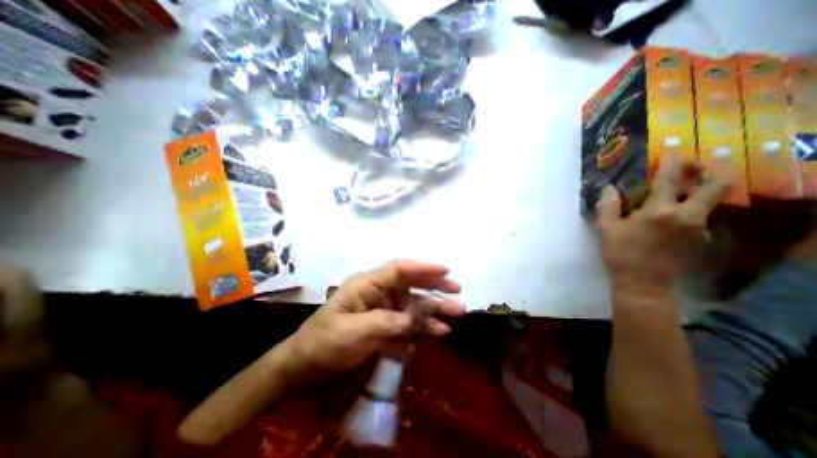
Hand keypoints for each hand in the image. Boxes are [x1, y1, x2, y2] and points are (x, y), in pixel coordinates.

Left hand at [284, 260, 462, 380]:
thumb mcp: (356, 332)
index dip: (423, 268)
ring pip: (412, 304)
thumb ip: (391, 322)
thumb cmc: (325, 343)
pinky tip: (438, 332)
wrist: (305, 366)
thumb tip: (421, 316)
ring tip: (455, 315)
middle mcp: (378, 292)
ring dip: (433, 310)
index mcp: (367, 285)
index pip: (399, 269)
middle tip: (457, 291)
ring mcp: (382, 309)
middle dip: (434, 287)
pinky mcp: (384, 326)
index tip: (446, 270)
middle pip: (411, 284)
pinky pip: (408, 322)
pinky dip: (423, 327)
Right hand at [599, 161, 730, 295]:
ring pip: (710, 200)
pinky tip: (672, 212)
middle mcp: (687, 215)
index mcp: (660, 211)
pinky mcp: (698, 238)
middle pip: (715, 186)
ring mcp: (697, 227)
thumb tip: (609, 188)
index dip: (671, 162)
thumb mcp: (606, 229)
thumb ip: (608, 206)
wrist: (643, 283)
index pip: (669, 179)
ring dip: (699, 189)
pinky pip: (700, 215)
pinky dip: (691, 207)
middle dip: (709, 170)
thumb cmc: (621, 254)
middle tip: (693, 166)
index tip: (671, 151)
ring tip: (680, 188)